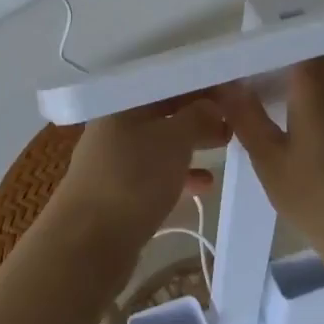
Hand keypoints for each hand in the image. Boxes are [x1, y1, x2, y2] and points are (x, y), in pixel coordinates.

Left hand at [48, 99, 228, 259]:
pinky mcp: (120, 190)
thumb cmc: (133, 178)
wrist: (89, 243)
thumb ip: (197, 117)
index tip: (231, 87)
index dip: (198, 82)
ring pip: (161, 141)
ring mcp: (116, 158)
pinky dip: (180, 174)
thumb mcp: (173, 140)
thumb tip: (213, 103)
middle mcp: (116, 123)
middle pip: (163, 109)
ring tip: (226, 143)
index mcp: (123, 101)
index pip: (166, 79)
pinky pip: (156, 172)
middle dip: (198, 112)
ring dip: (192, 142)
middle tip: (235, 116)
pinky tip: (207, 184)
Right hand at [218, 59, 323, 264]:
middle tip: (262, 93)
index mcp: (317, 94)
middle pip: (318, 70)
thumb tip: (227, 84)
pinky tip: (320, 157)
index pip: (307, 46)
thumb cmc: (318, 201)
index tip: (263, 51)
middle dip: (292, 76)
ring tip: (288, 128)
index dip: (286, 42)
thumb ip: (247, 118)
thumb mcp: (270, 163)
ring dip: (312, 103)